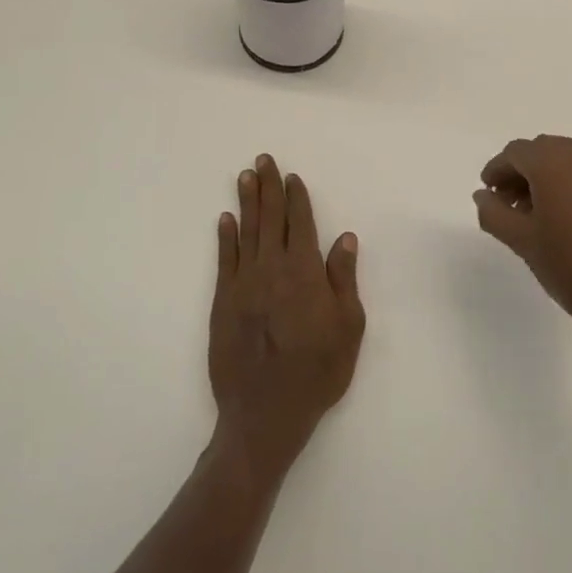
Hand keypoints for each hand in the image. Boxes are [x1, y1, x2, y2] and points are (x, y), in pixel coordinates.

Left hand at [209, 155, 366, 481]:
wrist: (265, 413)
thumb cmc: (317, 372)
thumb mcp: (348, 327)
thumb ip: (343, 279)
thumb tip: (343, 237)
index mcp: (304, 272)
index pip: (300, 223)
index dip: (296, 197)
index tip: (291, 176)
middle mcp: (271, 268)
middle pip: (270, 218)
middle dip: (267, 187)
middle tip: (262, 160)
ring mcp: (243, 283)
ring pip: (246, 232)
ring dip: (246, 202)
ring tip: (245, 176)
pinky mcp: (223, 302)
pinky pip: (224, 259)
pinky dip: (225, 237)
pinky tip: (225, 219)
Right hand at [474, 136, 571, 365]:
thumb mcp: (522, 241)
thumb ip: (494, 213)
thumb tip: (483, 196)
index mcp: (555, 160)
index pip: (515, 153)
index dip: (496, 171)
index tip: (486, 195)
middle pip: (539, 152)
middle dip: (517, 174)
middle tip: (502, 206)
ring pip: (560, 161)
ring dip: (539, 180)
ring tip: (526, 216)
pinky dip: (562, 185)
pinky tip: (553, 217)